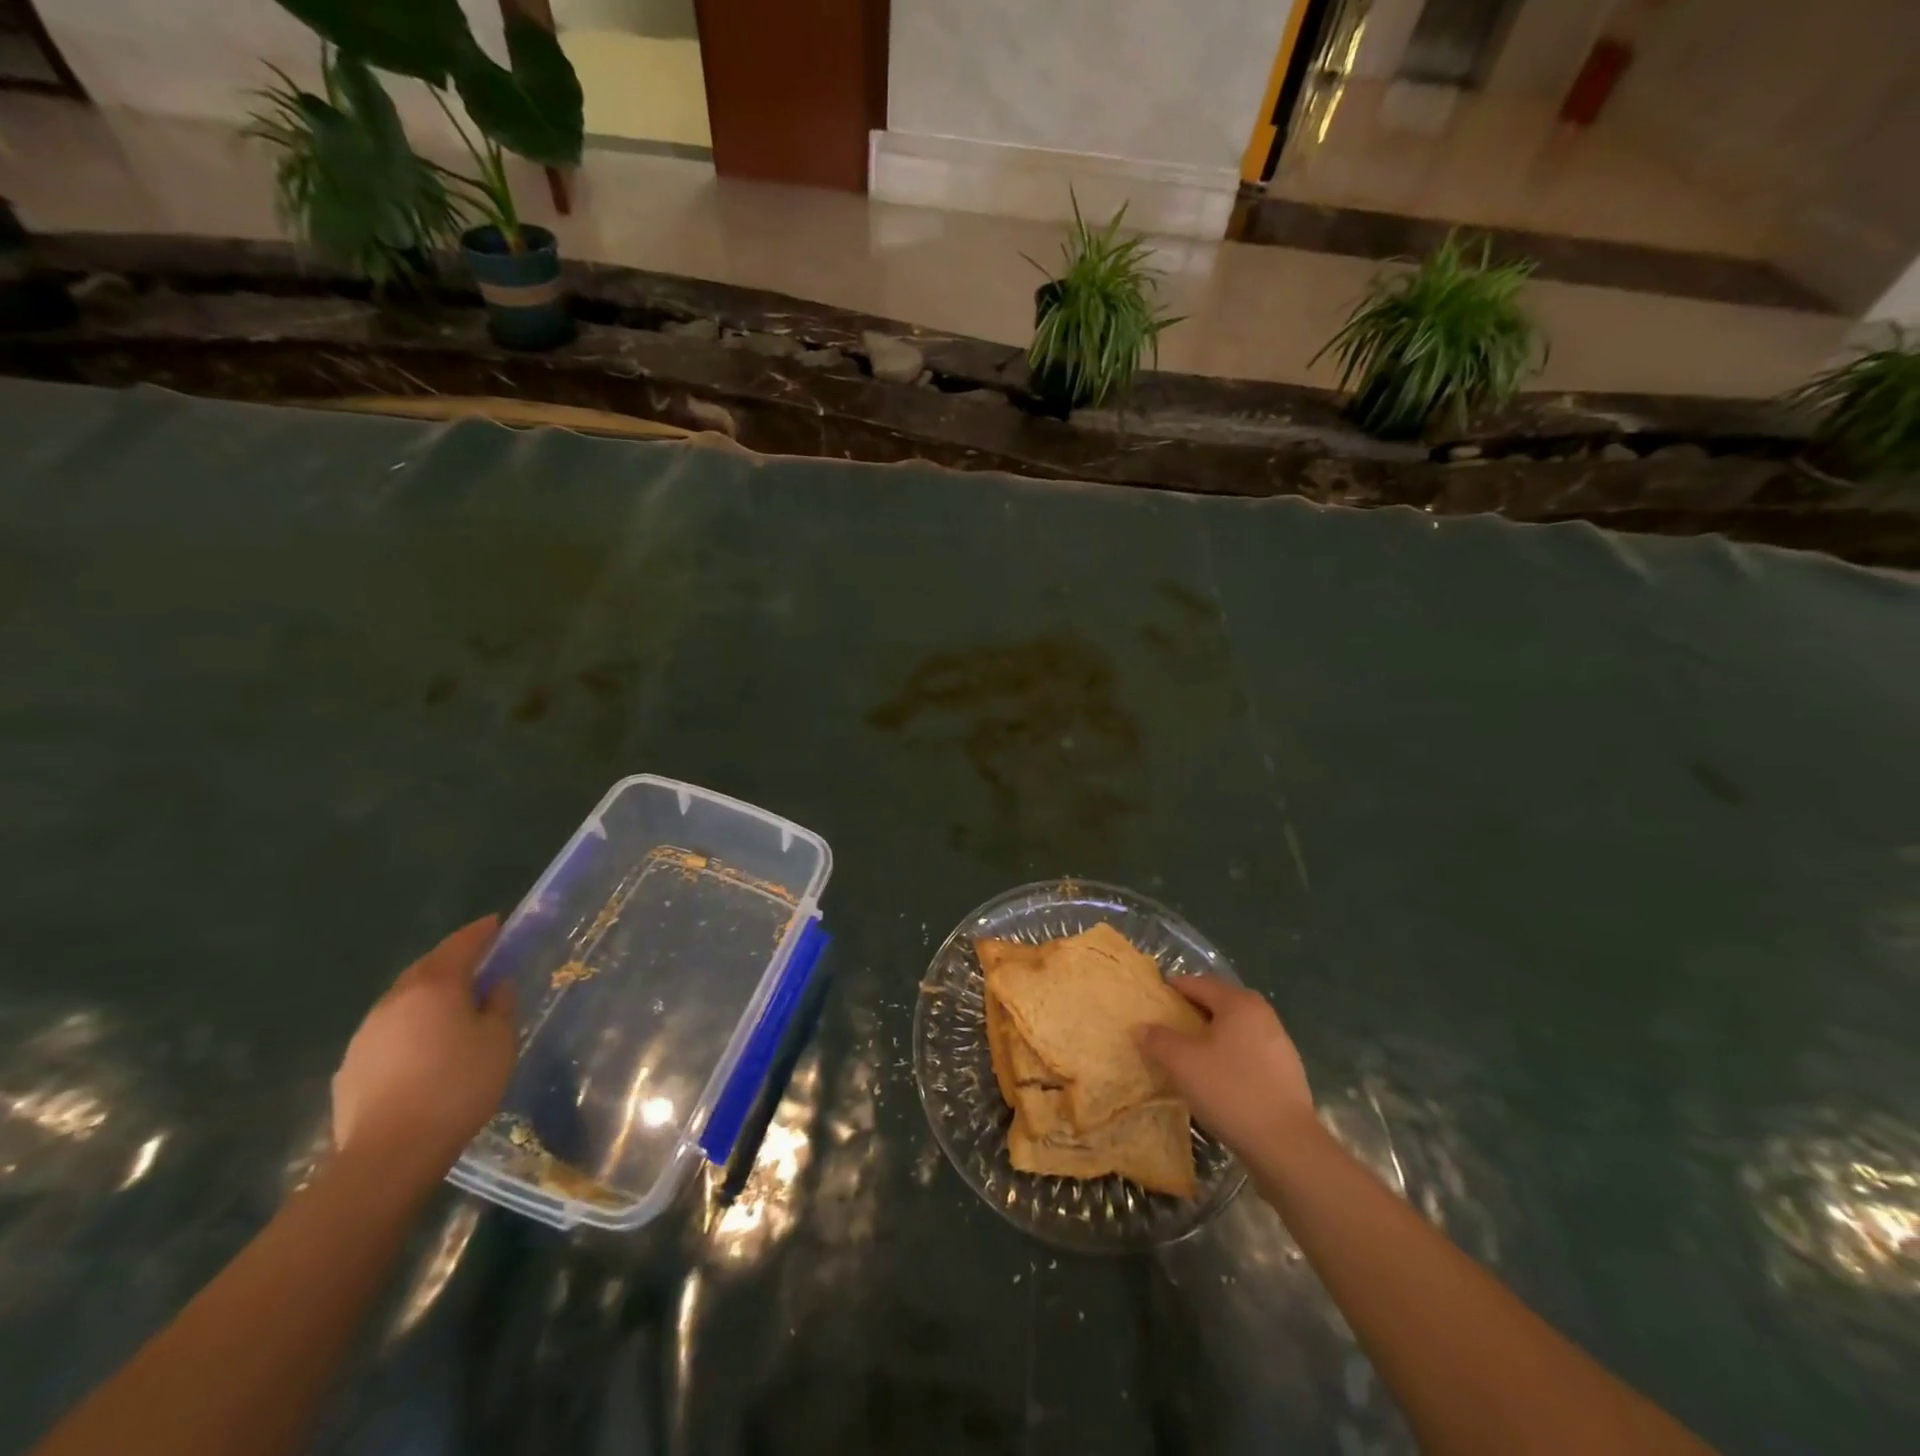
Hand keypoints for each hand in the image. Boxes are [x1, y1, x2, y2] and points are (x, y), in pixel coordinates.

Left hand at [331, 916, 515, 1180]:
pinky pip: (388, 1031)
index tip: (496, 923)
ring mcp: (366, 1033)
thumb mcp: (500, 1041)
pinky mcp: (351, 1066)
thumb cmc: (458, 1085)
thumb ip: (499, 1006)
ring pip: (403, 1000)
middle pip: (426, 968)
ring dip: (428, 995)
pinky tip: (423, 1048)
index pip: (460, 945)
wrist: (390, 1153)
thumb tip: (494, 987)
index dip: (480, 932)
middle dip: (452, 960)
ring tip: (451, 1008)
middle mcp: (395, 1000)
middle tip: (477, 963)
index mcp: (435, 986)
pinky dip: (409, 1026)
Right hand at [1137, 976, 1316, 1158]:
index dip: (1173, 988)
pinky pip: (1248, 1052)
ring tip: (1188, 1054)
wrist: (1286, 1146)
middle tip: (1167, 1026)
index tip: (1153, 999)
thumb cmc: (1230, 1090)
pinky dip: (1228, 1056)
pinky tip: (1216, 1078)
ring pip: (1235, 1029)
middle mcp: (1263, 1015)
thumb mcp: (1182, 1063)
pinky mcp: (1286, 1073)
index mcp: (1239, 1003)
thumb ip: (1158, 1040)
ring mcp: (1279, 1044)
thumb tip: (1142, 1027)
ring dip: (1211, 1036)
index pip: (1199, 983)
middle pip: (1219, 1003)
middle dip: (1192, 1011)